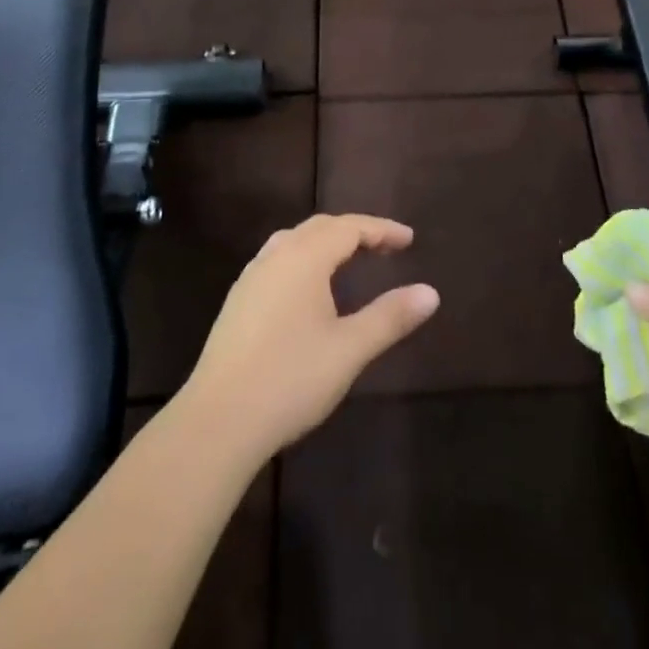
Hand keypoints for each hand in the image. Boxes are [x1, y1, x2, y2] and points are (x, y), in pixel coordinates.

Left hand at [183, 214, 440, 459]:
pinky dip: (305, 259)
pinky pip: (278, 260)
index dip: (381, 229)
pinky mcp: (238, 301)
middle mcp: (276, 256)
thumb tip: (431, 293)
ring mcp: (252, 277)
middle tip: (385, 248)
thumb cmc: (290, 379)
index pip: (349, 227)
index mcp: (304, 257)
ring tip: (350, 260)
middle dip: (356, 231)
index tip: (409, 239)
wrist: (217, 420)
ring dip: (327, 243)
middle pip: (321, 228)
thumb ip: (390, 317)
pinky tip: (309, 289)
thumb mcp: (350, 349)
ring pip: (295, 241)